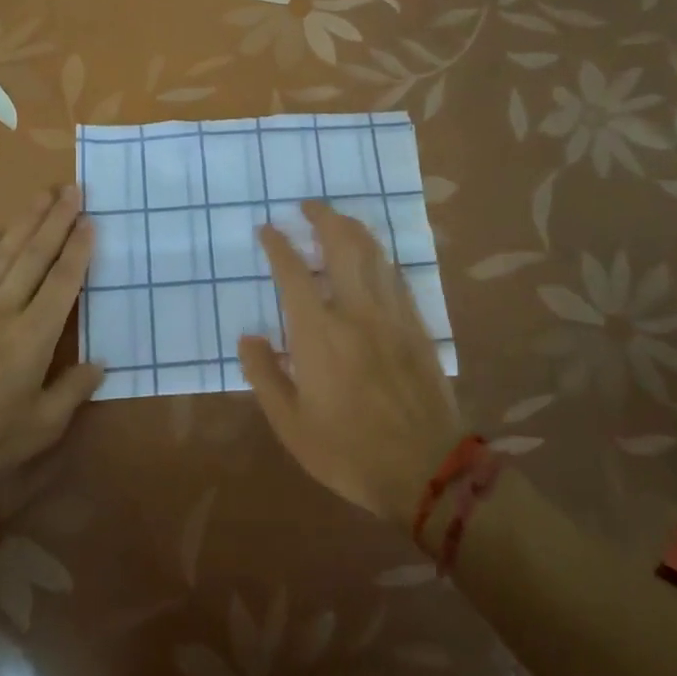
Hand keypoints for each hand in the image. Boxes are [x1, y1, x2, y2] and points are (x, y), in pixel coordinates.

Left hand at [0, 185, 103, 495]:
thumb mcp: (39, 429)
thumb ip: (71, 392)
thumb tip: (99, 364)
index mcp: (33, 335)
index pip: (63, 281)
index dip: (78, 249)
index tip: (90, 219)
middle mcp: (2, 310)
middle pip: (33, 255)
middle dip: (55, 220)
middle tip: (71, 189)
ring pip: (1, 255)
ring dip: (22, 223)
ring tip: (40, 197)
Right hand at [239, 201, 464, 522]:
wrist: (426, 469)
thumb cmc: (348, 451)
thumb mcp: (290, 424)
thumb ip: (264, 375)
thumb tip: (249, 337)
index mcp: (319, 333)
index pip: (294, 272)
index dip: (278, 245)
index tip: (268, 229)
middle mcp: (356, 311)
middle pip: (343, 244)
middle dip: (323, 218)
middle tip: (309, 206)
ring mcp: (392, 316)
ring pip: (374, 254)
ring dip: (353, 230)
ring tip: (339, 222)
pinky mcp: (418, 327)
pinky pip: (396, 277)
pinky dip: (379, 258)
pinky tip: (374, 261)